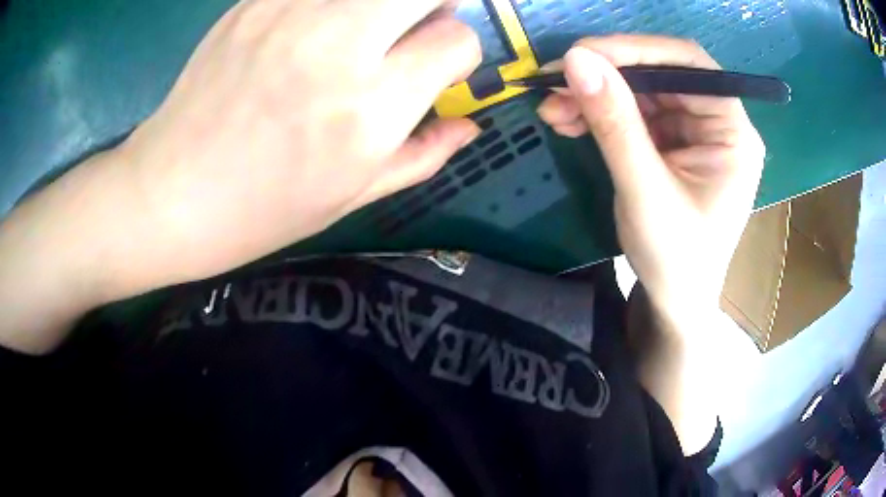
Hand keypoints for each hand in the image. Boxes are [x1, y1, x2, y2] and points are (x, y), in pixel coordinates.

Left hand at [121, 0, 480, 285]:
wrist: (171, 194)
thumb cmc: (262, 210)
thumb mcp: (352, 196)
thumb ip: (423, 154)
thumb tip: (470, 125)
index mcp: (370, 107)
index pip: (457, 39)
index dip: (458, 52)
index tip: (437, 68)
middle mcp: (339, 45)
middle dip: (437, 4)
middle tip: (417, 26)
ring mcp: (291, 12)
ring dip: (386, 1)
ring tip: (369, 24)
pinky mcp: (256, 1)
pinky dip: (333, 2)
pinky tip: (317, 24)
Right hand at [538, 35, 764, 328]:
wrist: (673, 302)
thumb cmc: (675, 260)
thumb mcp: (645, 193)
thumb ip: (615, 124)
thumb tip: (576, 59)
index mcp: (733, 133)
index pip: (689, 65)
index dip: (636, 50)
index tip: (581, 53)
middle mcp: (717, 123)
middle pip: (660, 75)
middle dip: (605, 76)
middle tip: (554, 84)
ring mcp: (692, 132)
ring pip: (639, 92)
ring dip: (594, 95)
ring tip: (552, 109)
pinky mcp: (671, 143)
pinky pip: (632, 114)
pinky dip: (598, 113)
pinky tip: (568, 121)